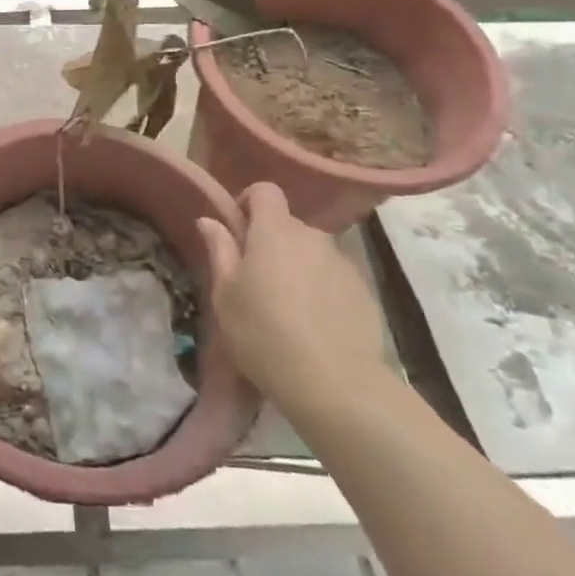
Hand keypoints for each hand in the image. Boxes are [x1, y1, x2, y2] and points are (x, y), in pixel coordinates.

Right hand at [197, 183, 394, 426]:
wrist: (336, 384)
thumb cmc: (264, 333)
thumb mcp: (226, 294)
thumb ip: (220, 250)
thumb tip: (210, 220)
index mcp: (275, 231)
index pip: (265, 190)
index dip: (248, 202)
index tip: (236, 231)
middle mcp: (313, 236)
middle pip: (287, 226)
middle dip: (270, 244)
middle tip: (255, 282)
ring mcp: (343, 263)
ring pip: (311, 253)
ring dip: (296, 268)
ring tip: (286, 310)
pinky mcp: (364, 291)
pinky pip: (333, 278)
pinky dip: (321, 291)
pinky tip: (314, 327)